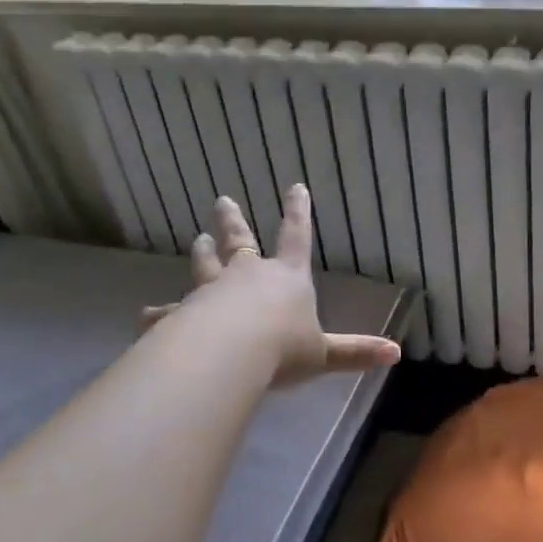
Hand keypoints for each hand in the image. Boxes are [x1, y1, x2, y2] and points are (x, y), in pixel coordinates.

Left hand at [139, 185, 402, 386]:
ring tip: (197, 239)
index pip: (296, 237)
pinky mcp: (183, 315)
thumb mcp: (323, 353)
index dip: (298, 212)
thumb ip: (355, 353)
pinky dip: (160, 313)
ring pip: (205, 266)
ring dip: (202, 252)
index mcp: (286, 278)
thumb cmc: (282, 349)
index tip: (294, 186)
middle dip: (233, 221)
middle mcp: (247, 276)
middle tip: (222, 201)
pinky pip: (170, 312)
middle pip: (241, 241)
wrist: (228, 355)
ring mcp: (212, 292)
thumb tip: (396, 354)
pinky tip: (146, 315)